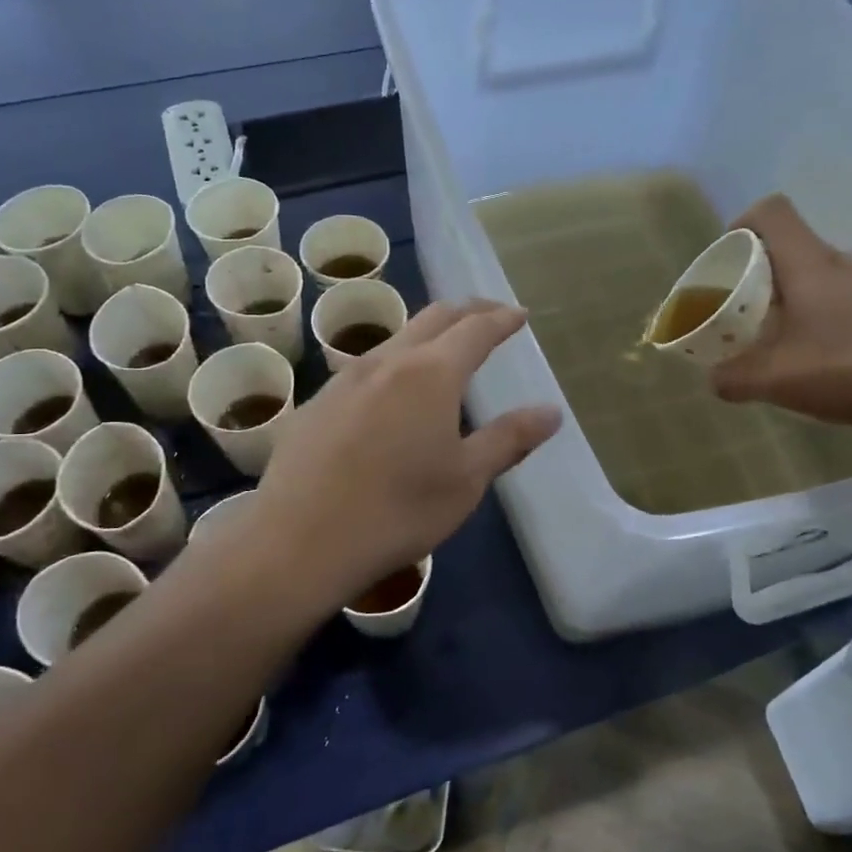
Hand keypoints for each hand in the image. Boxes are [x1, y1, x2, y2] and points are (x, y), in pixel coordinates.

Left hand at [246, 300, 560, 606]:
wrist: (299, 540)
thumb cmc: (398, 511)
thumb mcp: (466, 480)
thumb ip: (509, 439)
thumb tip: (551, 411)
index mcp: (431, 374)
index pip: (476, 328)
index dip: (502, 319)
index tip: (519, 315)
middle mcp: (387, 362)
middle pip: (433, 318)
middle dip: (467, 312)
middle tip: (489, 316)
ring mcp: (344, 379)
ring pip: (395, 339)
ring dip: (426, 335)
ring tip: (443, 351)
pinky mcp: (315, 403)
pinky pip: (364, 369)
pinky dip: (393, 365)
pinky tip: (390, 395)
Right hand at [711, 196, 851, 433]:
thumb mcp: (780, 381)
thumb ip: (737, 379)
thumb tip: (714, 380)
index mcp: (811, 265)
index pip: (772, 212)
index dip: (743, 224)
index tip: (729, 258)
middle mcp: (851, 261)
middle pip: (800, 254)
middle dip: (771, 283)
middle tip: (759, 324)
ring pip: (834, 282)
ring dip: (811, 308)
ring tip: (806, 354)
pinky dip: (847, 325)